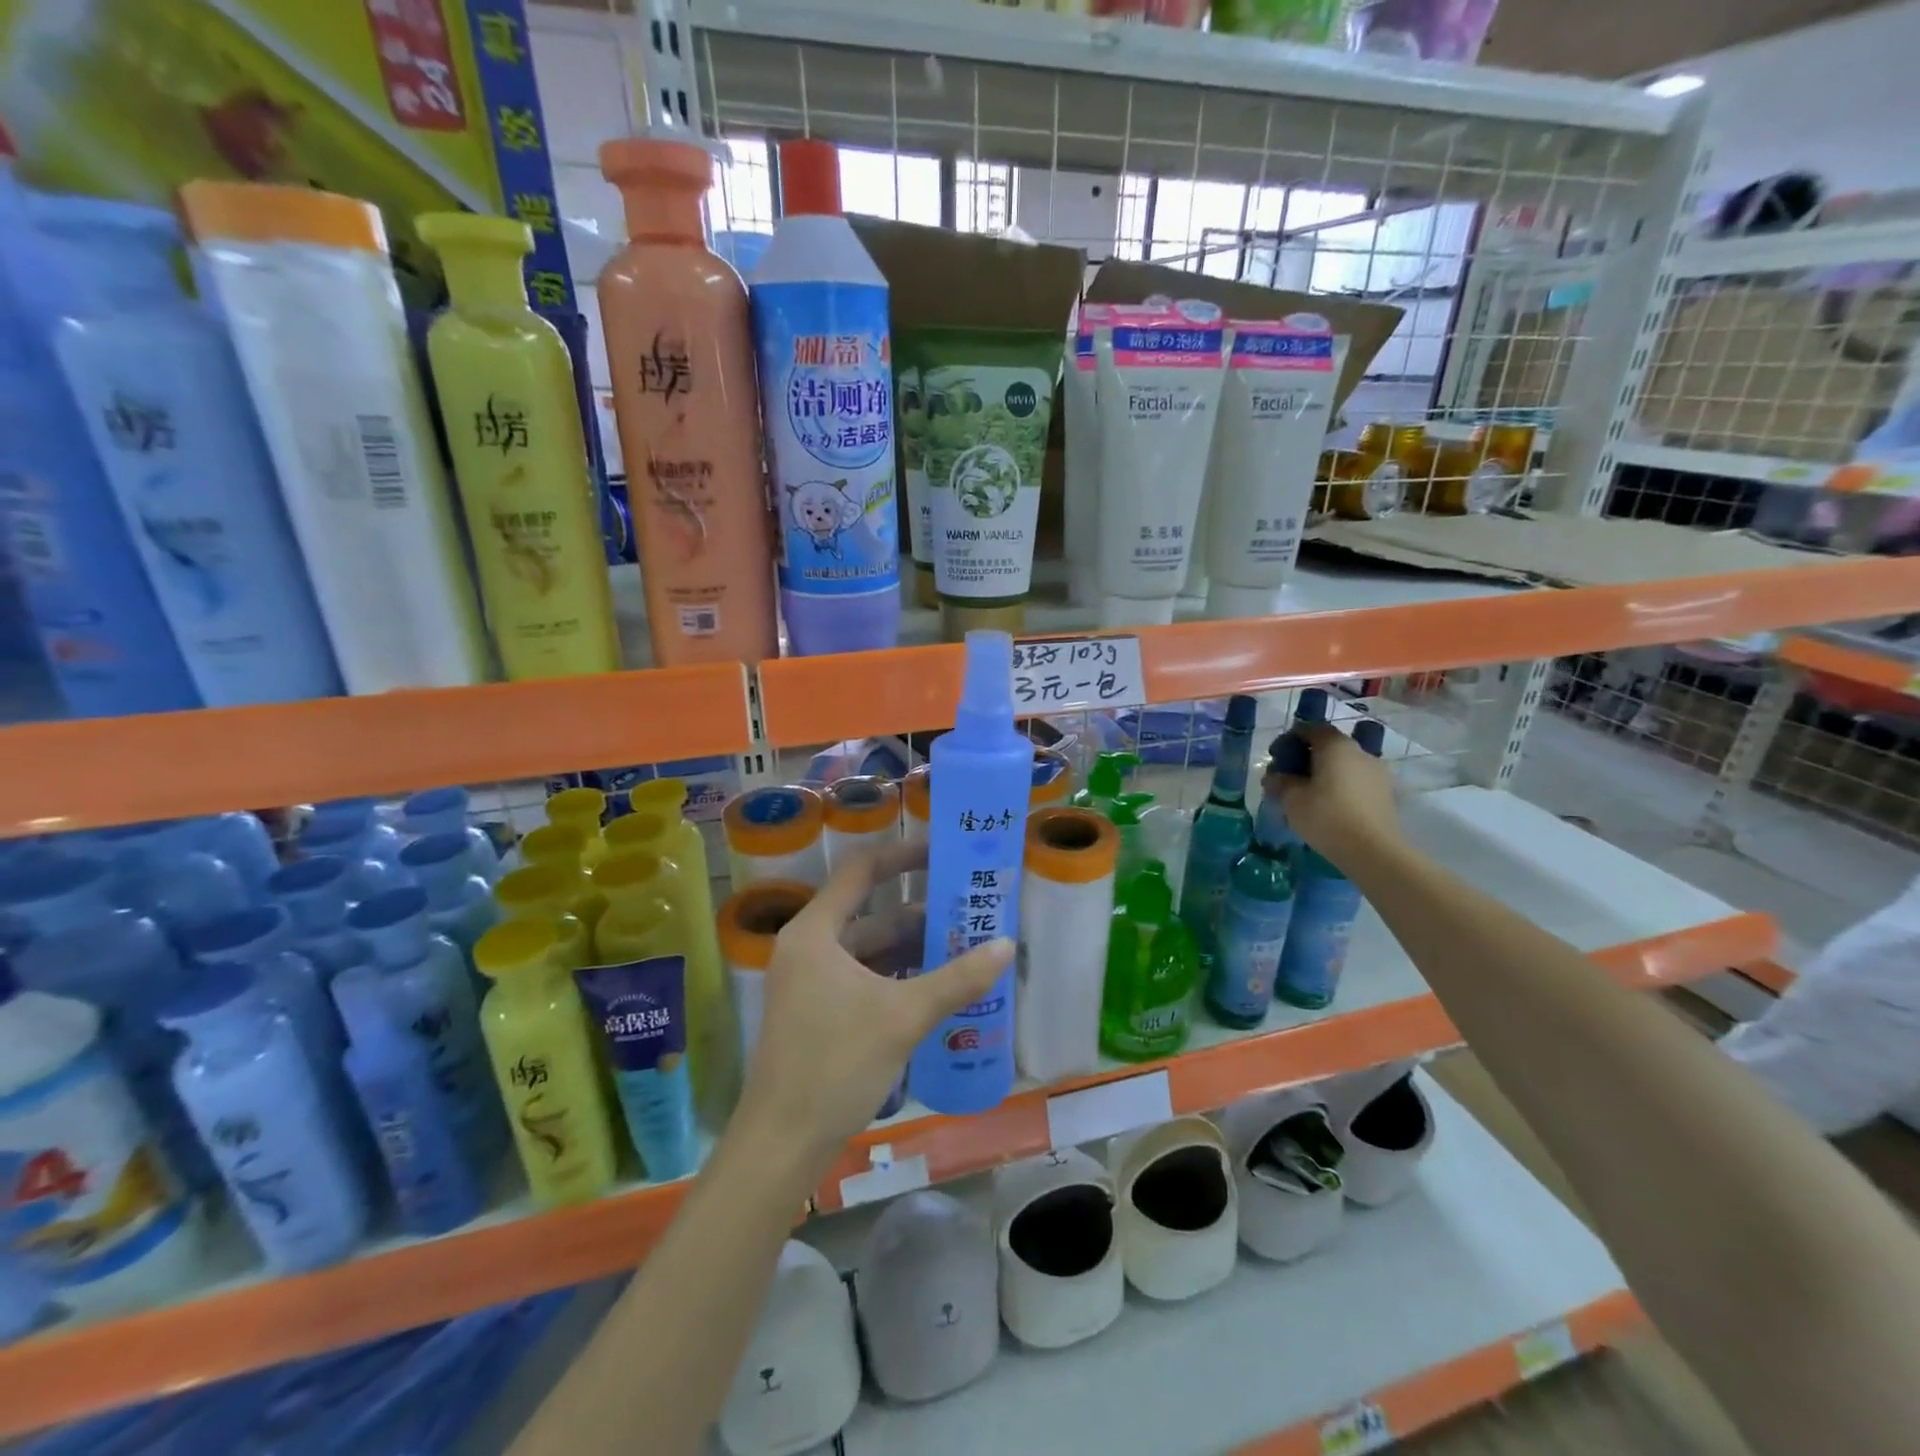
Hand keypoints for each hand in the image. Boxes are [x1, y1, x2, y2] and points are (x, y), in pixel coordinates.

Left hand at [733, 840, 1012, 1175]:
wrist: (782, 1144)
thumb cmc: (836, 1065)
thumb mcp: (903, 1016)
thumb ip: (957, 979)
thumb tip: (1006, 945)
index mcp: (815, 932)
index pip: (862, 871)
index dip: (903, 855)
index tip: (944, 853)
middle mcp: (808, 947)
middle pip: (870, 913)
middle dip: (920, 913)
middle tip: (970, 910)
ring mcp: (810, 981)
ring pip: (869, 949)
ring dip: (913, 948)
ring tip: (965, 947)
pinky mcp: (818, 1011)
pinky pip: (864, 977)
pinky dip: (897, 975)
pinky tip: (937, 985)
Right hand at [1263, 720, 1401, 872]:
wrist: (1374, 851)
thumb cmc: (1326, 816)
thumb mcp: (1290, 799)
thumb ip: (1279, 782)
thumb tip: (1274, 776)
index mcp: (1336, 745)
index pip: (1310, 728)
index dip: (1289, 739)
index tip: (1275, 757)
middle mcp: (1360, 751)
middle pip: (1328, 746)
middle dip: (1306, 757)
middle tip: (1288, 777)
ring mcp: (1377, 772)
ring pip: (1343, 764)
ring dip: (1324, 773)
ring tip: (1308, 795)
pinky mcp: (1386, 793)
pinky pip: (1356, 781)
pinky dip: (1340, 786)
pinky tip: (1328, 806)